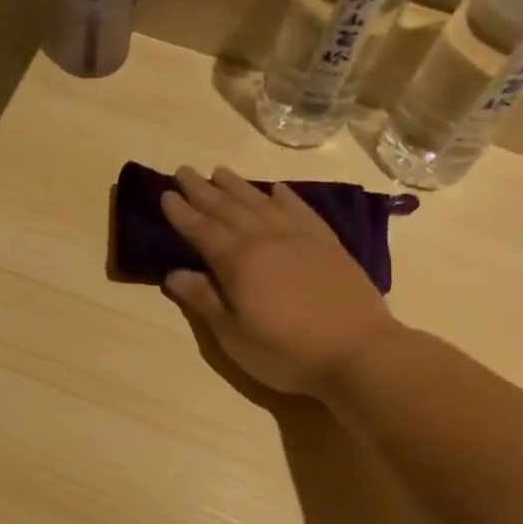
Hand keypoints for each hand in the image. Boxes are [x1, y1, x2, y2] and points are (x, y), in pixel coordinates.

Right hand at [160, 165, 395, 396]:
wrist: (357, 351)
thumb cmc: (285, 351)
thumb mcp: (233, 336)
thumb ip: (203, 300)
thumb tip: (173, 273)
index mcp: (237, 262)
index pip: (201, 229)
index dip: (181, 212)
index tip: (165, 194)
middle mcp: (265, 239)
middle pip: (227, 208)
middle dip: (202, 190)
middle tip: (184, 171)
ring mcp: (299, 237)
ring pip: (261, 202)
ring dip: (237, 186)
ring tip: (220, 171)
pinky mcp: (327, 243)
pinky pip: (300, 209)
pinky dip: (284, 196)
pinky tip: (276, 189)